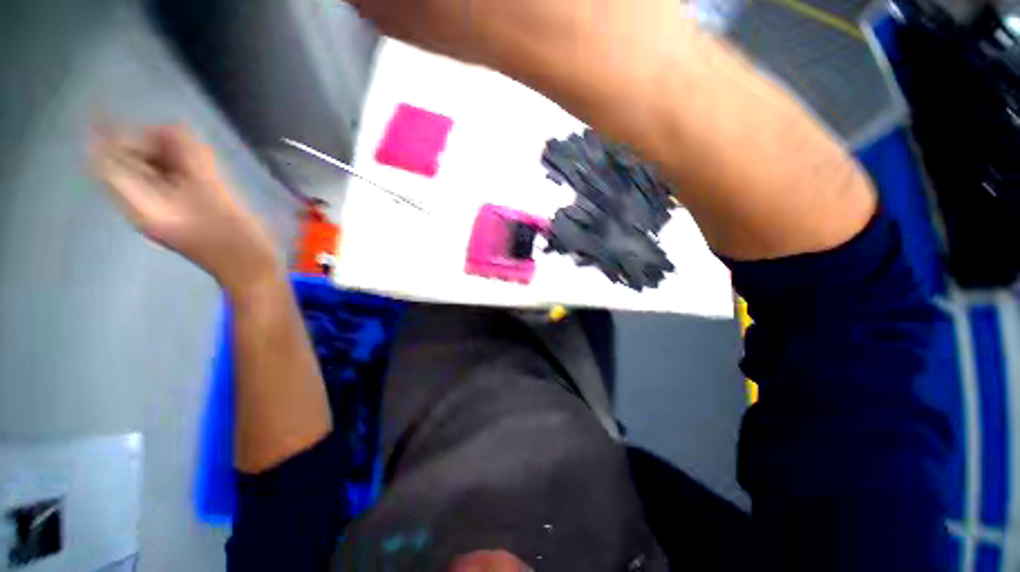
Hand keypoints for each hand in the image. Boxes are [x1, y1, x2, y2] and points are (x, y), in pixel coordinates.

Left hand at [92, 123, 280, 292]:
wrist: (252, 269)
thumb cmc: (235, 241)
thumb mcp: (214, 198)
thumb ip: (192, 161)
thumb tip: (177, 126)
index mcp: (142, 206)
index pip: (108, 164)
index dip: (105, 136)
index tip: (109, 110)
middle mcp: (146, 205)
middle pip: (130, 163)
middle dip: (148, 143)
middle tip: (179, 137)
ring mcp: (167, 208)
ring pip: (153, 169)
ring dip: (169, 153)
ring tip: (196, 151)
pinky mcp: (185, 210)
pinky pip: (173, 179)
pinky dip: (183, 165)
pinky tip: (204, 163)